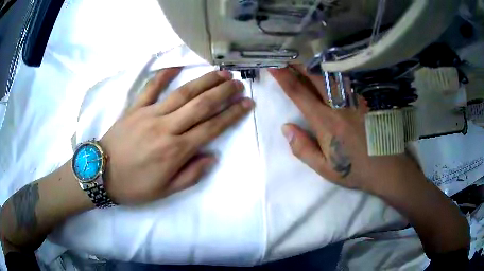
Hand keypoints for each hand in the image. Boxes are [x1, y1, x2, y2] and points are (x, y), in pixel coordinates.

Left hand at [100, 68, 253, 204]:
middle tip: (238, 83)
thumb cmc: (134, 186)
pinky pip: (150, 87)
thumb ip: (191, 174)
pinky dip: (164, 75)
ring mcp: (149, 114)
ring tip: (220, 73)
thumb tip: (212, 156)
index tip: (247, 103)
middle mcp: (166, 128)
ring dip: (204, 81)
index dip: (232, 115)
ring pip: (182, 93)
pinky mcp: (134, 108)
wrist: (101, 174)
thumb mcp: (165, 191)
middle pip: (201, 105)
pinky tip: (176, 66)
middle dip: (223, 92)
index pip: (212, 128)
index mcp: (175, 151)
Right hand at [269, 66, 421, 193]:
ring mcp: (356, 99)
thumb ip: (303, 149)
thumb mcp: (324, 168)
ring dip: (316, 64)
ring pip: (332, 74)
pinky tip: (332, 67)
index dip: (283, 78)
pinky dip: (336, 70)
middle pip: (315, 77)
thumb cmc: (354, 169)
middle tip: (287, 55)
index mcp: (326, 123)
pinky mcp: (367, 98)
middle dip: (298, 63)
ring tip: (305, 58)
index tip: (273, 66)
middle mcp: (340, 106)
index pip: (299, 94)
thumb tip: (285, 128)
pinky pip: (349, 78)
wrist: (387, 168)